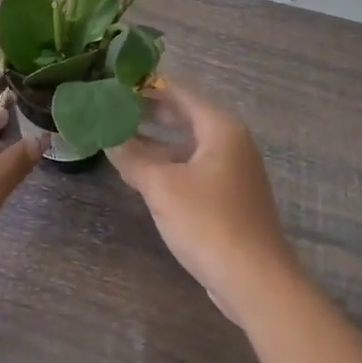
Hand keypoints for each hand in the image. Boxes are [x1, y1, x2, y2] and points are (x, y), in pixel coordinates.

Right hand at [107, 81, 305, 326]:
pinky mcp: (230, 197)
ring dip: (157, 141)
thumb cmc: (208, 222)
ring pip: (189, 144)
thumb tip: (107, 137)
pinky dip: (169, 164)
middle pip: (186, 116)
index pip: (180, 92)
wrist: (255, 279)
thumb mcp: (162, 187)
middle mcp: (232, 142)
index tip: (117, 83)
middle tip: (113, 107)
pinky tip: (144, 173)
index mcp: (221, 128)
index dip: (148, 86)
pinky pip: (194, 167)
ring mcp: (234, 171)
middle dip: (150, 112)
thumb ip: (132, 158)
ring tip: (120, 137)